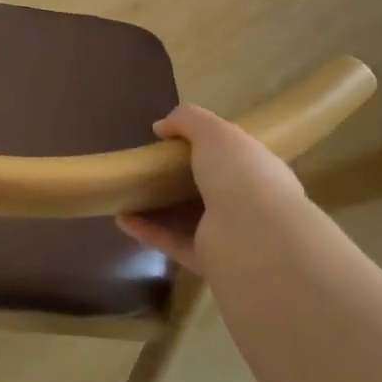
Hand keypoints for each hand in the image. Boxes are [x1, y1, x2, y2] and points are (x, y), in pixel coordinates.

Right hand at [118, 103, 310, 278]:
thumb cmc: (240, 175)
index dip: (206, 147)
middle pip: (208, 189)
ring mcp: (229, 236)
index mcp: (258, 170)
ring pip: (189, 219)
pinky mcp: (208, 261)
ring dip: (157, 208)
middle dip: (178, 180)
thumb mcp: (214, 131)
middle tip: (148, 168)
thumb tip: (161, 127)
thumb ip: (188, 120)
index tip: (173, 142)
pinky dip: (148, 232)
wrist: (253, 238)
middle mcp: (249, 204)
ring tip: (127, 194)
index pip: (233, 157)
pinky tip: (122, 218)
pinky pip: (173, 243)